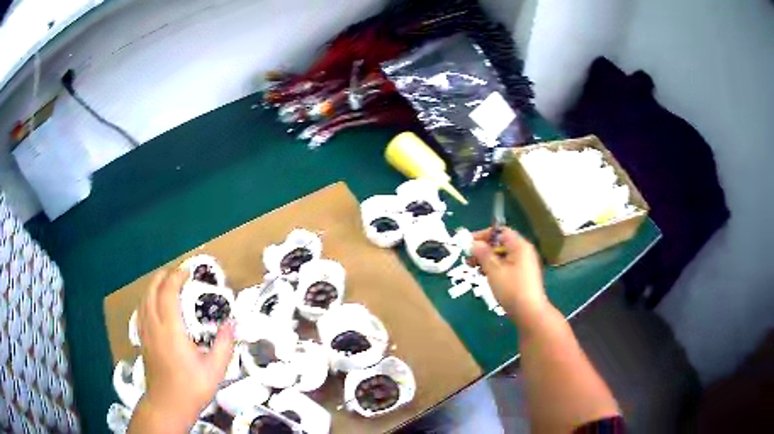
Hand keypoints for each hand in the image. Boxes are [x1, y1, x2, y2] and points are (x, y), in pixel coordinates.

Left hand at [131, 269, 234, 431]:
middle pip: (152, 290)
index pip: (168, 292)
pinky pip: (141, 310)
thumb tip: (231, 324)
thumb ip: (224, 345)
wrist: (167, 405)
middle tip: (177, 273)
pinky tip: (154, 304)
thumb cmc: (191, 388)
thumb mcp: (215, 370)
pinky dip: (148, 299)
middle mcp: (154, 326)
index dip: (176, 277)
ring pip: (144, 299)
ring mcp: (145, 332)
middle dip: (163, 276)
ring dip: (154, 285)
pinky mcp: (142, 339)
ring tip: (166, 283)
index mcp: (171, 330)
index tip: (188, 272)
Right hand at [470, 227, 549, 326]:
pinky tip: (486, 277)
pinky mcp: (523, 275)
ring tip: (474, 270)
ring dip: (487, 260)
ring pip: (503, 256)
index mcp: (519, 246)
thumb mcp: (494, 270)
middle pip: (501, 243)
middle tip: (469, 260)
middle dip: (483, 249)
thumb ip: (483, 254)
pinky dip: (495, 268)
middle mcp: (524, 251)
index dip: (483, 235)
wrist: (530, 312)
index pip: (500, 231)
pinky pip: (507, 265)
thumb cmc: (511, 289)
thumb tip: (474, 243)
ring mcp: (525, 264)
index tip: (468, 244)